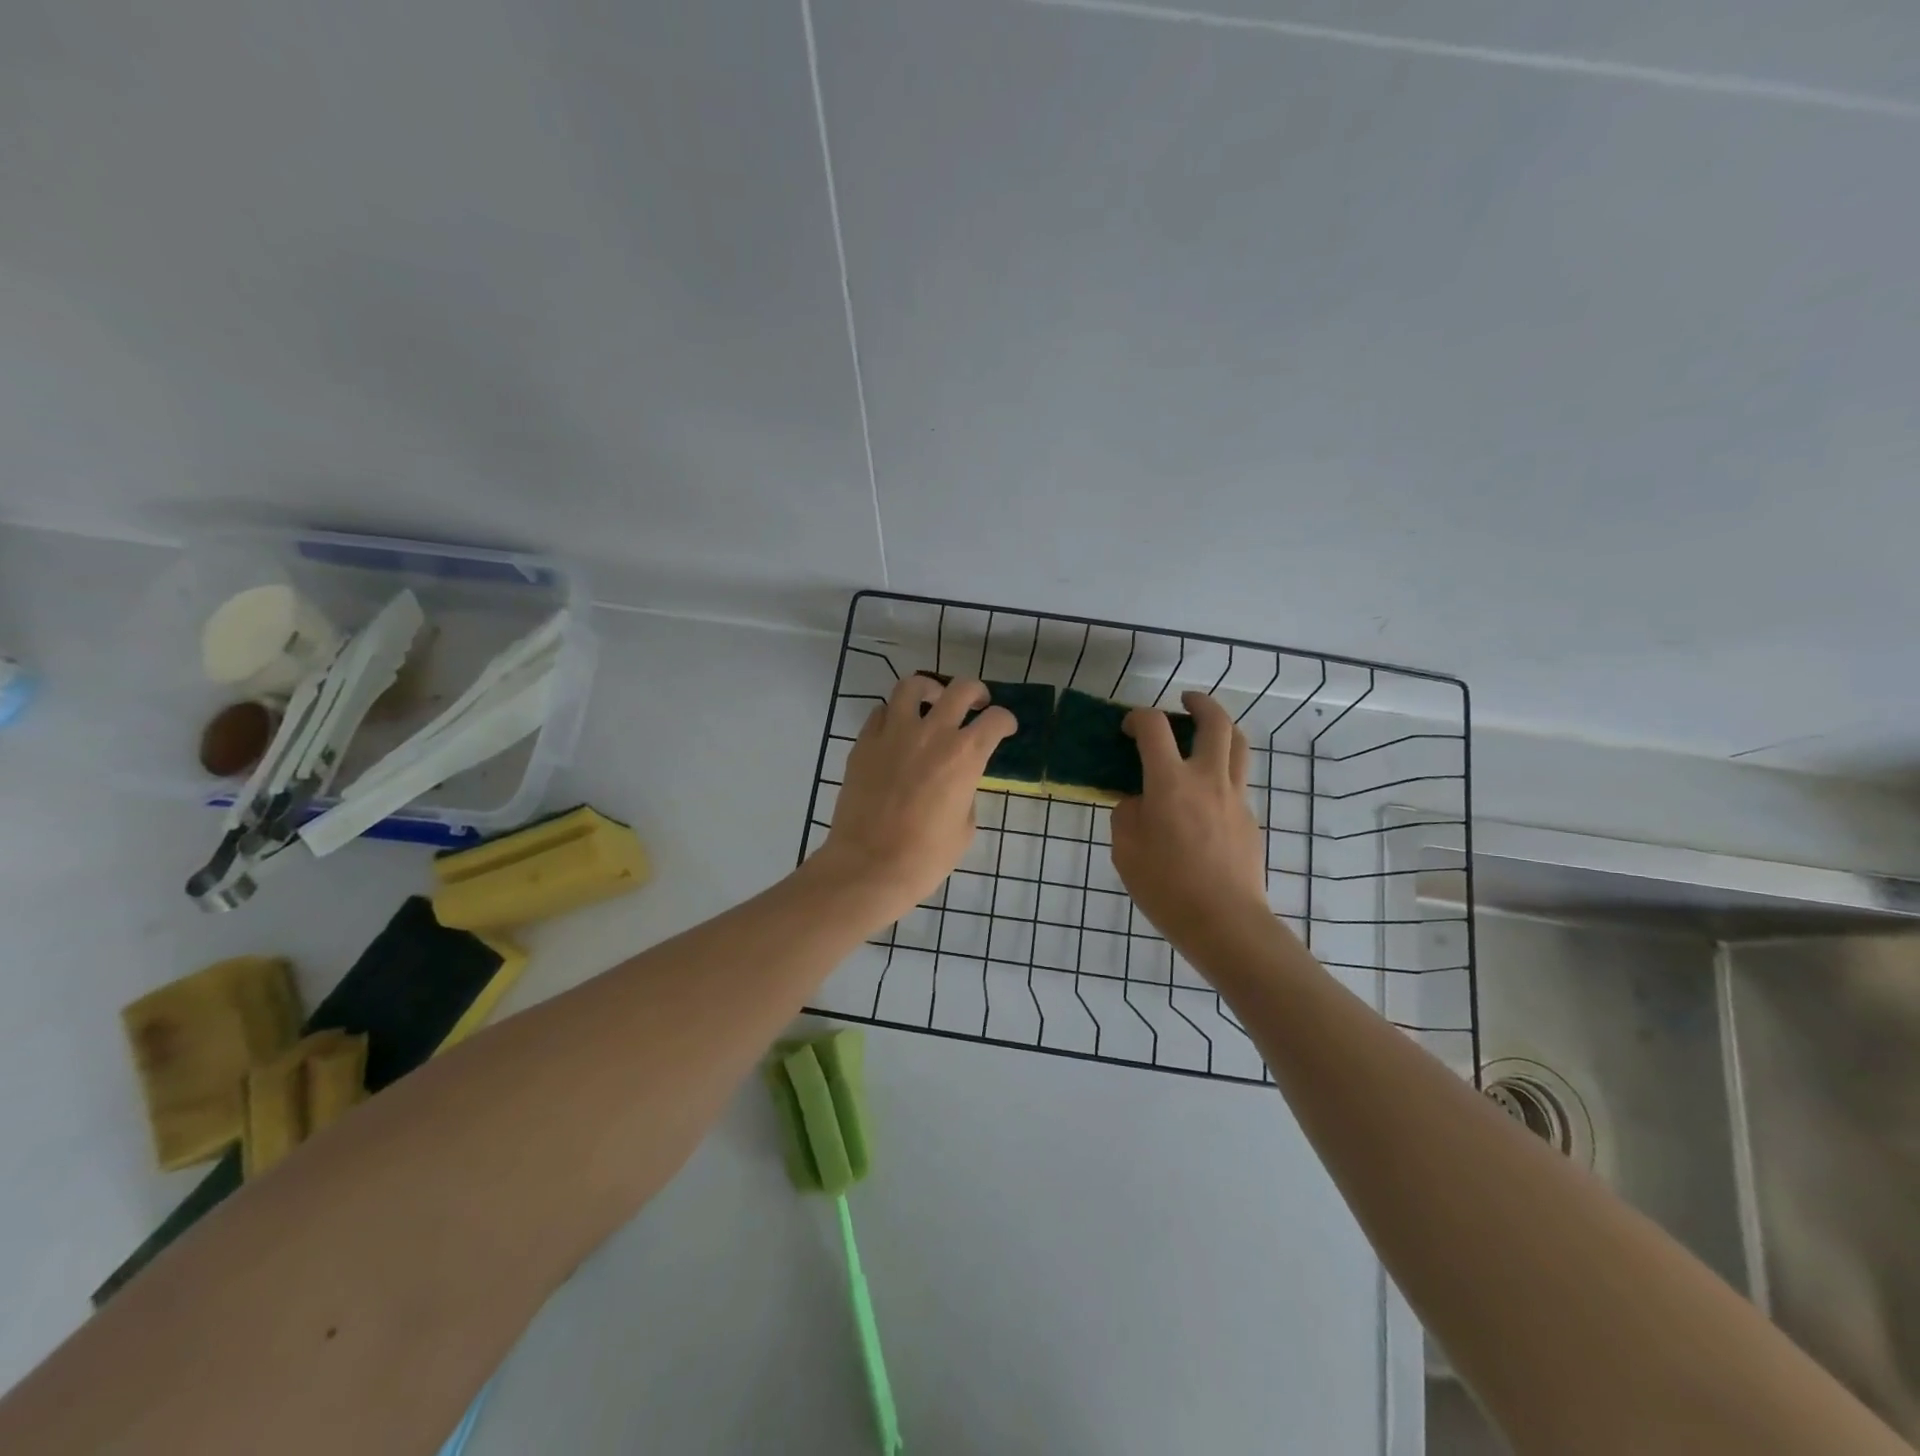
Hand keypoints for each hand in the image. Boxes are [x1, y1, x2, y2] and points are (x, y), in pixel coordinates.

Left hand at [814, 673, 1014, 927]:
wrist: (869, 866)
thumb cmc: (925, 857)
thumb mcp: (964, 828)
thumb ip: (965, 793)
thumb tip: (956, 782)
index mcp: (965, 755)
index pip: (996, 720)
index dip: (1005, 721)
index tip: (1004, 728)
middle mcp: (932, 733)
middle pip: (960, 689)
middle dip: (975, 692)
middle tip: (976, 703)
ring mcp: (894, 734)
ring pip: (912, 686)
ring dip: (929, 689)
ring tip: (932, 701)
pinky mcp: (864, 743)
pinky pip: (880, 713)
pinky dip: (893, 715)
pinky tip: (897, 730)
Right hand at [1110, 692, 1268, 951]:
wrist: (1225, 922)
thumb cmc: (1166, 887)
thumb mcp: (1125, 851)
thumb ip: (1126, 815)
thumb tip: (1138, 801)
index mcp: (1170, 782)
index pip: (1154, 727)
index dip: (1138, 717)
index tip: (1129, 728)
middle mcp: (1207, 778)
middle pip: (1215, 721)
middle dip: (1199, 703)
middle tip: (1185, 702)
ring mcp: (1235, 797)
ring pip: (1238, 744)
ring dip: (1222, 727)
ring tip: (1206, 732)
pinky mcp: (1249, 818)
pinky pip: (1238, 779)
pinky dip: (1223, 769)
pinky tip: (1206, 792)